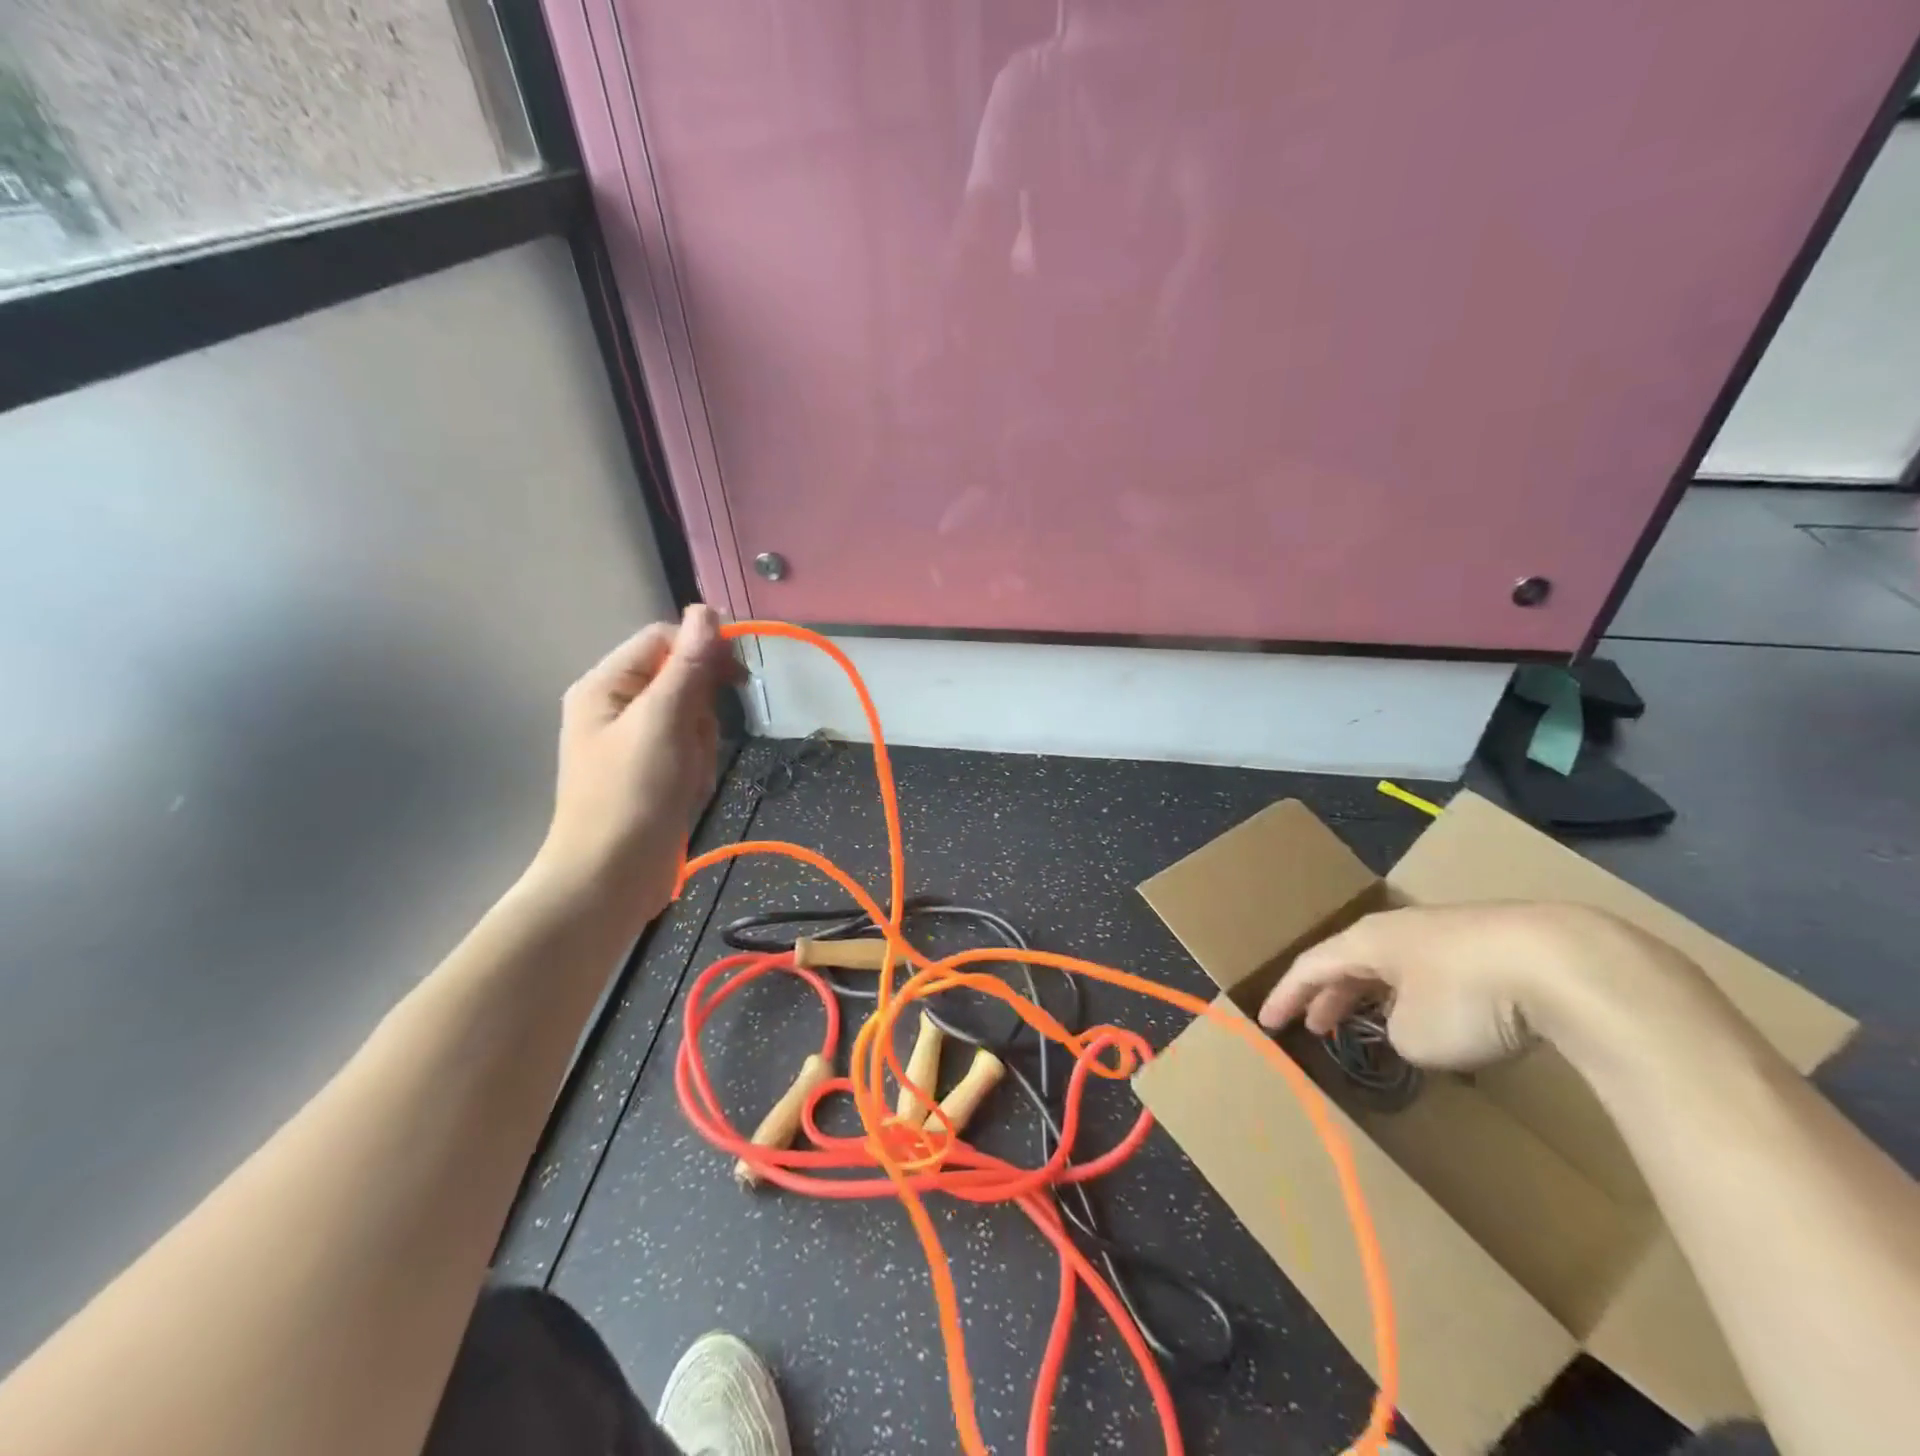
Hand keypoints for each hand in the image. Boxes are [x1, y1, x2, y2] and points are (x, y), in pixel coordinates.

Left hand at [533, 606, 739, 920]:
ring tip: (687, 775)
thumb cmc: (631, 796)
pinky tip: (687, 790)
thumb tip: (707, 610)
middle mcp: (617, 706)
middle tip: (694, 742)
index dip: (702, 649)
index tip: (737, 677)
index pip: (664, 640)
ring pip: (692, 716)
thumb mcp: (663, 723)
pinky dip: (696, 766)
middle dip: (701, 709)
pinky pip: (689, 748)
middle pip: (681, 678)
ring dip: (701, 743)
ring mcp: (634, 741)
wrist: (609, 879)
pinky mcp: (651, 770)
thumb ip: (687, 666)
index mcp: (606, 685)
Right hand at [1255, 902, 1689, 1072]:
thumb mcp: (1414, 1034)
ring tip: (1372, 1022)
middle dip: (1330, 994)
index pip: (1311, 966)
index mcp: (1367, 941)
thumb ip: (1394, 1033)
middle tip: (1317, 1025)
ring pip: (1395, 964)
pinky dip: (1419, 995)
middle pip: (1351, 960)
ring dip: (1376, 994)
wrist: (1565, 962)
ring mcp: (1447, 932)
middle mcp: (1399, 929)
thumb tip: (1409, 1027)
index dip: (1286, 996)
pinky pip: (1436, 971)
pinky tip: (1437, 1016)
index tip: (1267, 1023)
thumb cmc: (1467, 996)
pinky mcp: (1491, 945)